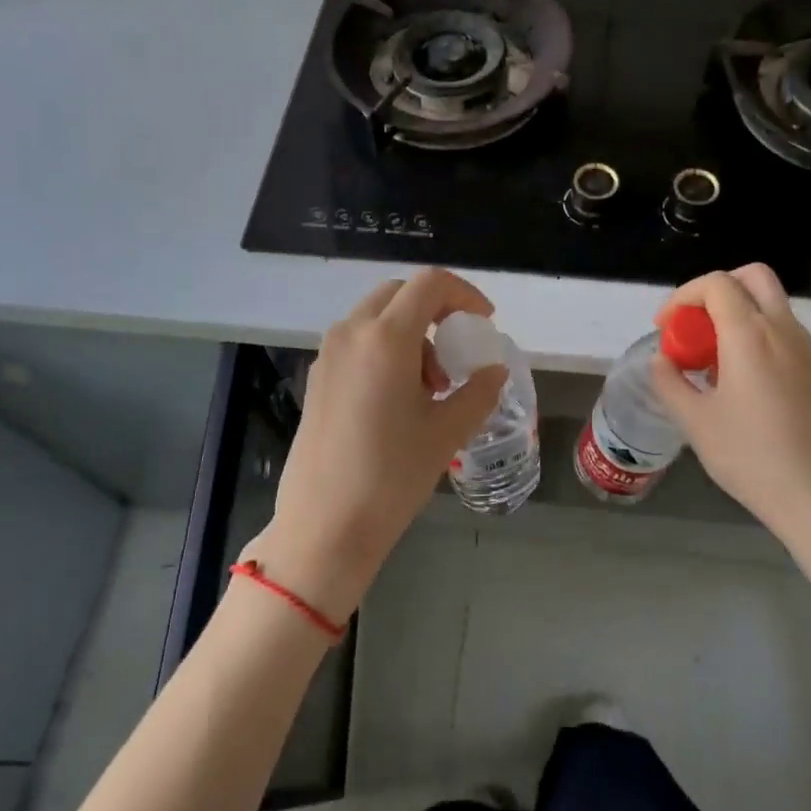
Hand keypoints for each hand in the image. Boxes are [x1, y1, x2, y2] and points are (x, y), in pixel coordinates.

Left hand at [250, 269, 507, 621]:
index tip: (484, 321)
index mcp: (386, 337)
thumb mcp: (447, 432)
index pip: (430, 284)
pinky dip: (385, 350)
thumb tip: (494, 371)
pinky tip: (397, 399)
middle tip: (456, 353)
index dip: (464, 294)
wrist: (324, 525)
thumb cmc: (392, 475)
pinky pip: (357, 342)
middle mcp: (351, 333)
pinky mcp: (316, 377)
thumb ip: (479, 391)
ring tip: (429, 387)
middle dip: (435, 312)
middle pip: (399, 294)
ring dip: (410, 334)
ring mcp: (328, 354)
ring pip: (376, 317)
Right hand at [650, 265, 810, 607]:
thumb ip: (670, 383)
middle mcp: (783, 331)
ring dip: (736, 314)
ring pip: (770, 305)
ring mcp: (806, 351)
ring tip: (710, 359)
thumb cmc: (752, 458)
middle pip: (752, 277)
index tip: (665, 328)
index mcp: (750, 335)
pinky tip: (738, 383)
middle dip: (716, 290)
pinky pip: (782, 333)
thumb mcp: (695, 423)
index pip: (716, 284)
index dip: (682, 296)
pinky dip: (755, 336)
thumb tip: (662, 361)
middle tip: (693, 325)